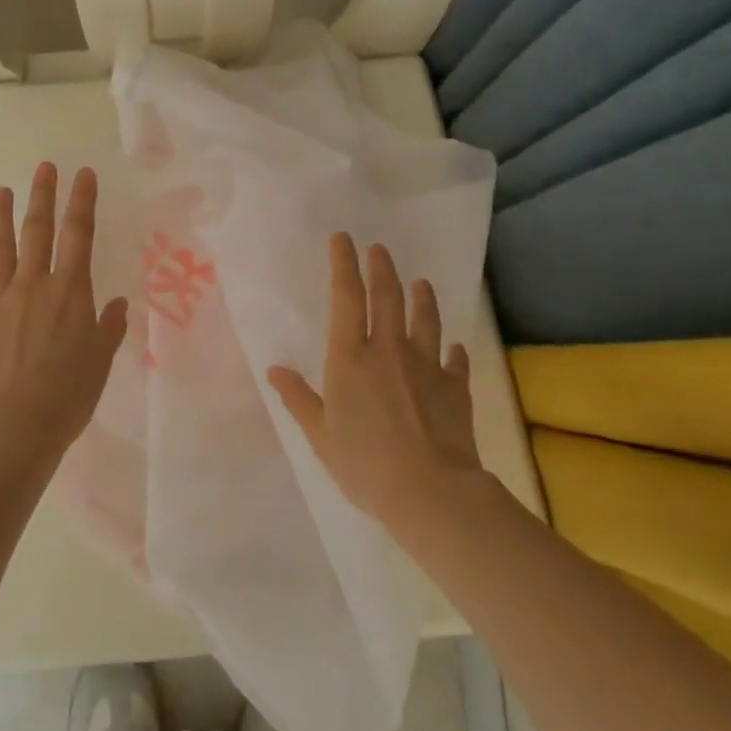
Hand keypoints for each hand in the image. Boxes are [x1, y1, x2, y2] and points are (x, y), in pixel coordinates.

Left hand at [0, 162, 129, 457]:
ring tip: (1, 190)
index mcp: (70, 291)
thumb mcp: (100, 362)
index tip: (83, 174)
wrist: (12, 426)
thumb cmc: (67, 395)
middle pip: (38, 231)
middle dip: (42, 196)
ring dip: (1, 217)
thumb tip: (118, 304)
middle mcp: (33, 285)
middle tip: (44, 167)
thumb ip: (109, 328)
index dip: (82, 201)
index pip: (79, 234)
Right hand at [267, 234, 483, 532]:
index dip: (343, 264)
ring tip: (421, 283)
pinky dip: (454, 352)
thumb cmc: (364, 464)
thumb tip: (275, 369)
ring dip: (422, 297)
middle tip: (379, 249)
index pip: (346, 297)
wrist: (430, 491)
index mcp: (350, 357)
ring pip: (425, 318)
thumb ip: (298, 399)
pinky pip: (455, 360)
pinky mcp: (455, 386)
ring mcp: (426, 365)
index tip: (343, 239)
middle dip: (381, 267)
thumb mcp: (320, 435)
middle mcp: (389, 350)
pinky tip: (455, 348)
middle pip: (387, 296)